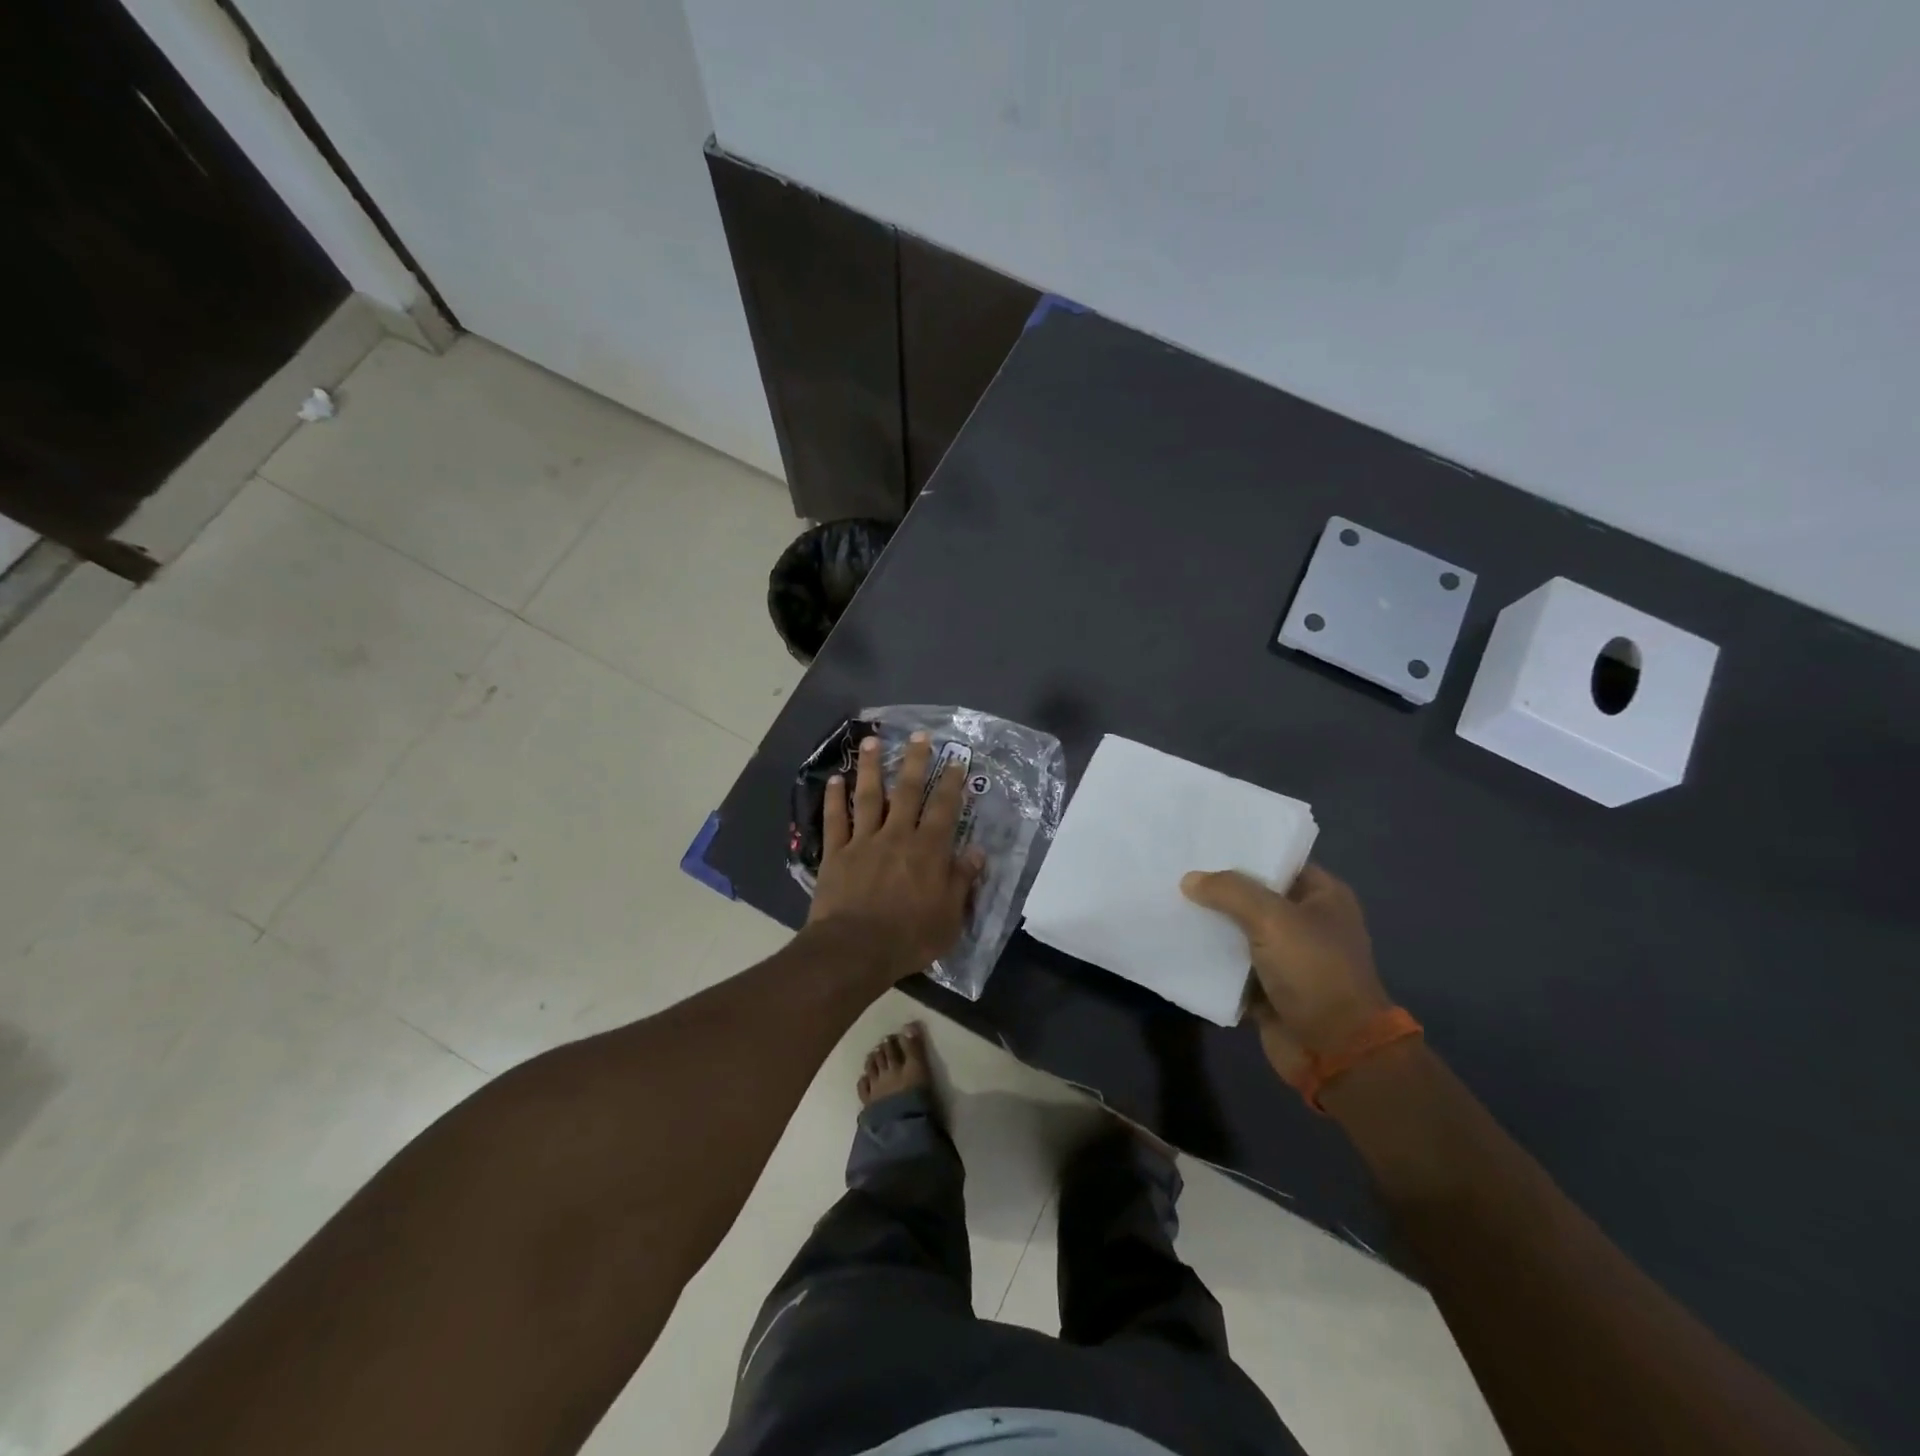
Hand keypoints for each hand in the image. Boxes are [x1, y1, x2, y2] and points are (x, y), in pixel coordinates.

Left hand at [804, 732, 983, 984]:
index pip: (944, 808)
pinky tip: (835, 779)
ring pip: (869, 796)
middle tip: (919, 735)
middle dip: (915, 761)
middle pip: (908, 791)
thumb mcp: (950, 917)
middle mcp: (897, 836)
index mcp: (928, 850)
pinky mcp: (836, 854)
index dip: (952, 783)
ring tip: (872, 741)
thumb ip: (962, 880)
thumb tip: (976, 851)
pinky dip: (834, 799)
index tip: (956, 760)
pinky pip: (835, 820)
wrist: (855, 950)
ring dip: (872, 767)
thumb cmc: (909, 937)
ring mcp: (863, 842)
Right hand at [1180, 864, 1390, 1079]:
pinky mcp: (1267, 986)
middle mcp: (1306, 922)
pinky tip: (1175, 941)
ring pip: (1237, 930)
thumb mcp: (1273, 919)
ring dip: (1209, 924)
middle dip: (1217, 888)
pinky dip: (1209, 958)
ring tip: (1166, 901)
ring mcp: (1286, 956)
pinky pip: (1230, 965)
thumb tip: (1189, 880)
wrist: (1335, 1051)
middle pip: (1253, 896)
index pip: (1276, 861)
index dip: (1240, 851)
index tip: (1199, 842)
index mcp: (1323, 896)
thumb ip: (1229, 892)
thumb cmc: (1315, 972)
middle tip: (1174, 869)